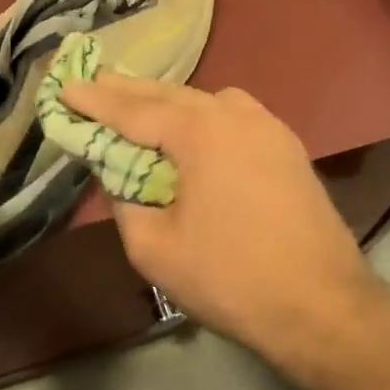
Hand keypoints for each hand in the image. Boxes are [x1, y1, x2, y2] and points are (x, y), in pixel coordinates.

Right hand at [58, 73, 378, 361]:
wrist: (323, 307)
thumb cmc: (230, 277)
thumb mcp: (154, 248)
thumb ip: (125, 203)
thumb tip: (121, 179)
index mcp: (200, 131)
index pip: (133, 110)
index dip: (95, 101)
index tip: (65, 87)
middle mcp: (235, 114)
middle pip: (170, 95)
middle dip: (129, 91)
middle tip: (96, 82)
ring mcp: (268, 128)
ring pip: (206, 100)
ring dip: (169, 101)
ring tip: (140, 106)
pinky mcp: (287, 147)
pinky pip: (234, 116)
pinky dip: (203, 116)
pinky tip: (194, 132)